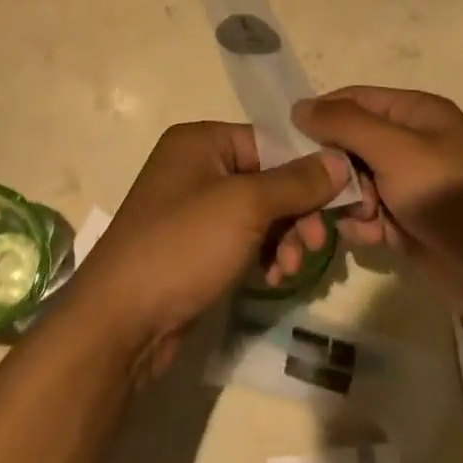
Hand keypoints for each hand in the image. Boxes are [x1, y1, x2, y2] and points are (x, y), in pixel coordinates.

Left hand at [68, 122, 351, 378]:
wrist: (121, 321)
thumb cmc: (183, 246)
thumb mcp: (245, 206)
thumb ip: (296, 182)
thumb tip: (340, 158)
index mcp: (201, 141)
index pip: (270, 141)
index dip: (308, 168)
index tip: (341, 199)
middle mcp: (196, 166)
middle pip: (268, 178)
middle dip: (296, 212)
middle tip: (315, 244)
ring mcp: (194, 208)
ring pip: (260, 212)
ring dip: (284, 238)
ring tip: (290, 269)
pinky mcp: (195, 246)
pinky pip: (243, 238)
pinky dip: (264, 254)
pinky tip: (273, 279)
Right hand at [288, 87, 462, 324]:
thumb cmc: (451, 198)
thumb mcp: (396, 150)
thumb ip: (345, 124)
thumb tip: (299, 106)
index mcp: (414, 112)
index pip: (353, 99)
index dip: (321, 116)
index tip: (289, 142)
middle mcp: (410, 142)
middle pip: (349, 143)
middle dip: (331, 168)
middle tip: (317, 192)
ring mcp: (409, 184)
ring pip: (354, 182)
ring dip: (346, 201)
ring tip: (354, 220)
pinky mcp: (408, 221)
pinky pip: (369, 214)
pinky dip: (364, 225)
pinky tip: (371, 238)